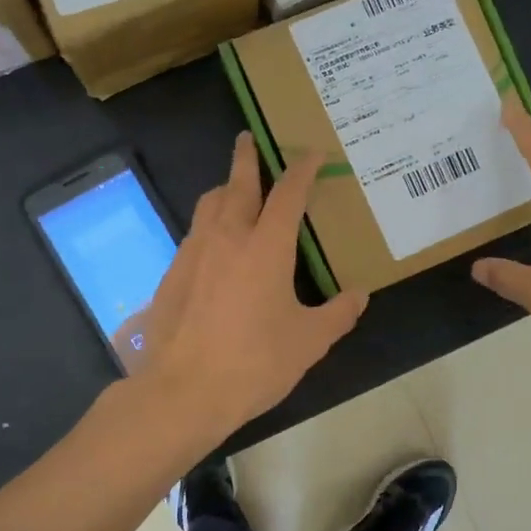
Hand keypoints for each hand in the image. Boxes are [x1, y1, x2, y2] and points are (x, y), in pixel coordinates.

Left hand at [134, 132, 367, 443]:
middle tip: (249, 138)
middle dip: (246, 158)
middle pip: (237, 184)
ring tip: (233, 189)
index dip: (302, 170)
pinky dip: (208, 224)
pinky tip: (215, 245)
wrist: (183, 391)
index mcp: (266, 247)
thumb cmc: (254, 363)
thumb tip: (359, 296)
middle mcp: (227, 238)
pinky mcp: (172, 275)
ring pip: (208, 205)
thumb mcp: (309, 342)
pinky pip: (194, 234)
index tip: (311, 152)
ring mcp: (194, 254)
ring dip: (224, 188)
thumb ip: (338, 314)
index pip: (287, 194)